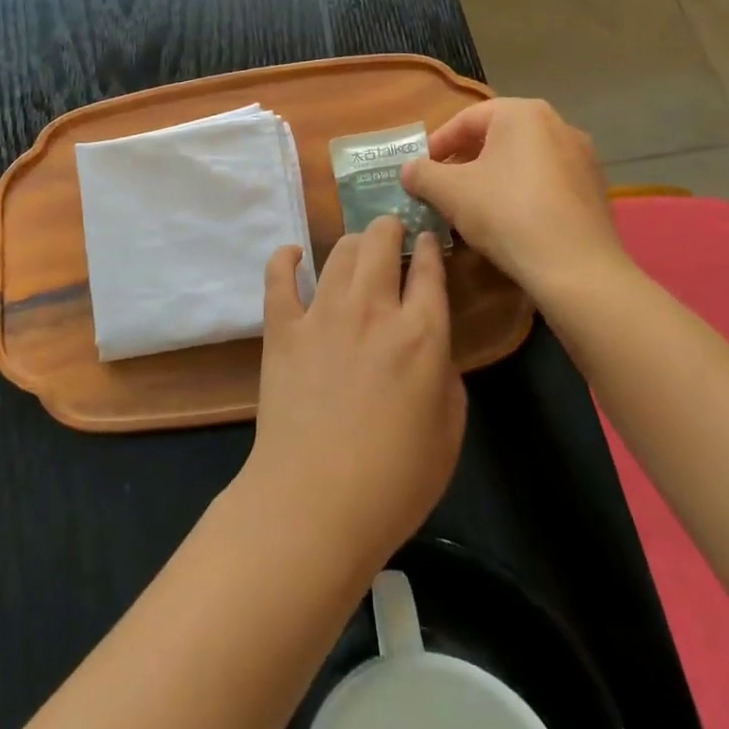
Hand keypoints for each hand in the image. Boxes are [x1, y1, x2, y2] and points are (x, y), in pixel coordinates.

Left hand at [239, 218, 465, 578]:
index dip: (430, 246)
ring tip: (357, 247)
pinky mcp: (283, 327)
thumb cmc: (394, 481)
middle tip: (391, 233)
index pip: (429, 269)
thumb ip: (445, 376)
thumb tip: (431, 347)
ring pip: (340, 251)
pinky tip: (294, 254)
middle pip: (381, 241)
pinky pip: (279, 276)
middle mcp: (373, 309)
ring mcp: (323, 313)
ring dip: (353, 242)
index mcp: (422, 334)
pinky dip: (286, 258)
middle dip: (389, 227)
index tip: (427, 238)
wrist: (315, 501)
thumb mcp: (449, 432)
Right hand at [400, 99, 638, 303]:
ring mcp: (582, 157)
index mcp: (523, 114)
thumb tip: (408, 169)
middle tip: (441, 187)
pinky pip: (546, 182)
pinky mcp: (594, 189)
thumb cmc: (507, 215)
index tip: (419, 170)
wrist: (577, 269)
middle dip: (464, 161)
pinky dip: (521, 193)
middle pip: (496, 137)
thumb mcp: (450, 192)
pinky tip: (508, 222)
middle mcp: (558, 124)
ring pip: (522, 160)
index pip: (466, 119)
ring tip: (470, 206)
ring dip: (491, 177)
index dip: (436, 144)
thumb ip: (422, 174)